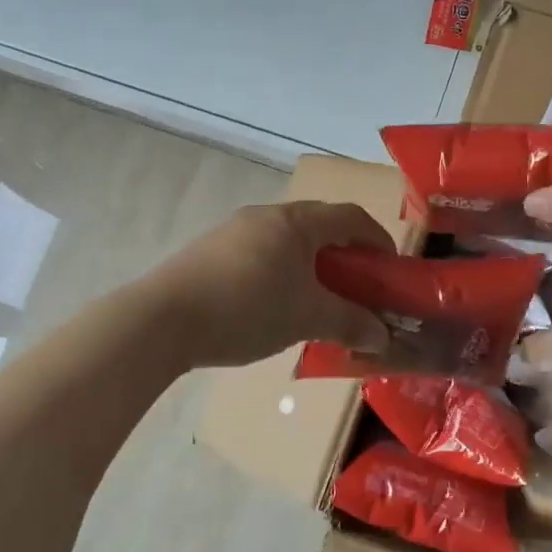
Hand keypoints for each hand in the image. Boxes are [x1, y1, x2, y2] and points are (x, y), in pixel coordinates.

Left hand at [147, 201, 394, 368]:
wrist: (162, 319)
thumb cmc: (247, 309)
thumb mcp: (307, 318)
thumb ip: (350, 324)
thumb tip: (382, 336)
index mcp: (297, 221)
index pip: (351, 217)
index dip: (378, 240)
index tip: (389, 270)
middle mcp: (267, 214)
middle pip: (319, 226)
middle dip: (344, 255)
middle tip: (357, 288)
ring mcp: (234, 229)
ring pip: (287, 241)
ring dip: (311, 265)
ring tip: (317, 301)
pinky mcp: (210, 250)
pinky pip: (260, 253)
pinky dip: (281, 272)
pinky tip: (274, 306)